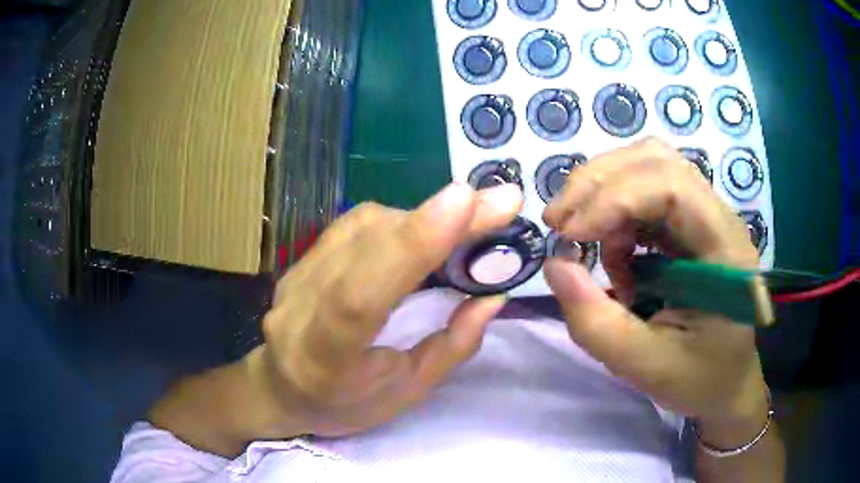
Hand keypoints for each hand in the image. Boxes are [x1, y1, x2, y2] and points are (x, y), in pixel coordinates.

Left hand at [250, 183, 522, 437]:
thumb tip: (493, 297)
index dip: (411, 244)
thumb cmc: (345, 403)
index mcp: (325, 358)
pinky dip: (399, 219)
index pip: (360, 295)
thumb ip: (451, 347)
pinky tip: (424, 229)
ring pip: (362, 225)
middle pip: (365, 245)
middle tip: (499, 201)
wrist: (281, 388)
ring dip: (422, 217)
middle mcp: (301, 307)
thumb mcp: (406, 393)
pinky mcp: (301, 258)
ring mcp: (295, 275)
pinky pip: (354, 225)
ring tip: (468, 221)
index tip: (464, 202)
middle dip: (438, 217)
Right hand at [542, 138, 768, 443]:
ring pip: (647, 166)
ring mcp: (705, 215)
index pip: (672, 186)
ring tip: (583, 238)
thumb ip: (596, 323)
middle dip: (599, 183)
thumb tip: (555, 264)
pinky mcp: (690, 223)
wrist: (726, 380)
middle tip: (559, 224)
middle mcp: (719, 218)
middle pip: (657, 160)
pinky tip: (613, 253)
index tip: (569, 236)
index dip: (615, 199)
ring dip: (604, 193)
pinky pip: (645, 192)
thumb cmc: (698, 378)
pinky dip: (614, 214)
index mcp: (726, 250)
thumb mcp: (644, 366)